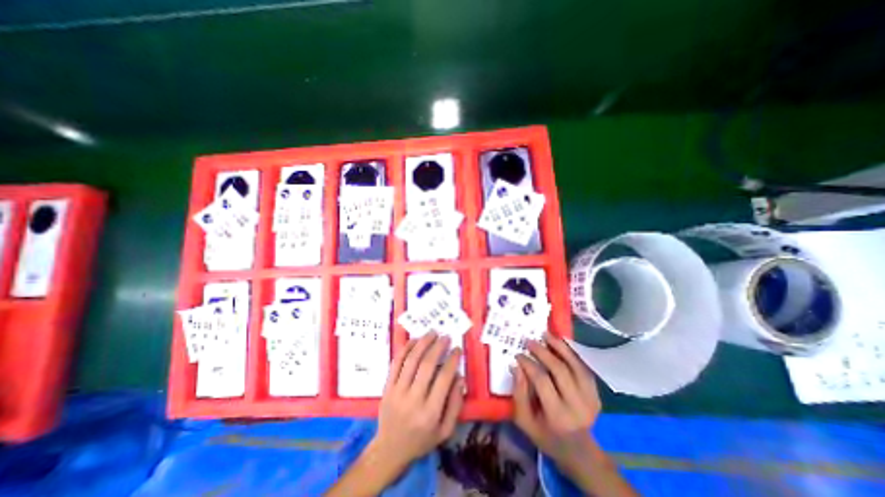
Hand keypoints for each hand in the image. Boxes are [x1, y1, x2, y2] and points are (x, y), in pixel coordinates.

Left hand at [369, 332, 463, 472]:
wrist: (390, 449)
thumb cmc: (421, 440)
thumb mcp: (445, 431)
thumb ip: (455, 405)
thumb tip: (460, 378)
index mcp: (430, 413)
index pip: (444, 379)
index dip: (452, 360)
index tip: (457, 349)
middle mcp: (413, 400)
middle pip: (427, 365)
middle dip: (438, 347)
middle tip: (445, 336)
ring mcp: (397, 392)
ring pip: (411, 360)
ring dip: (423, 343)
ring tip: (432, 333)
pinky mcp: (387, 387)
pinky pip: (396, 363)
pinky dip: (406, 348)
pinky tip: (414, 340)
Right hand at [513, 333, 600, 469]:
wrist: (579, 451)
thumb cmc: (546, 436)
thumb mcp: (525, 421)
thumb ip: (518, 394)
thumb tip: (516, 366)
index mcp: (557, 415)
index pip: (542, 381)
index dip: (529, 364)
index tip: (518, 355)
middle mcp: (577, 405)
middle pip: (560, 370)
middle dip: (543, 352)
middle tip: (530, 341)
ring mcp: (590, 399)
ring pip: (574, 365)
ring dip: (559, 347)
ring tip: (546, 335)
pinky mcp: (596, 393)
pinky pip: (583, 368)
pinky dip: (572, 354)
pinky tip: (561, 344)